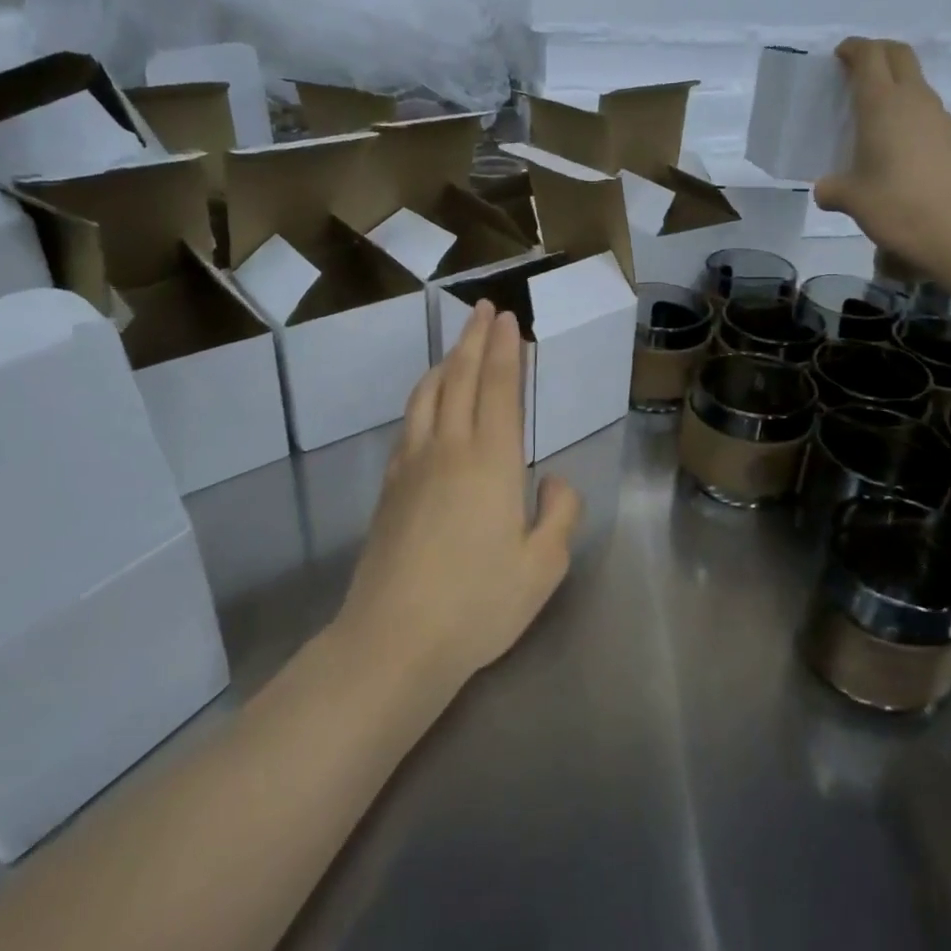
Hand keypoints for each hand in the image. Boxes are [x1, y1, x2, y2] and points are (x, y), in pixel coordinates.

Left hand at [337, 302, 581, 692]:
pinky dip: (422, 397)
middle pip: (460, 378)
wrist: (394, 639)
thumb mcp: (544, 566)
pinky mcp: (389, 487)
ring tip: (456, 348)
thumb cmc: (478, 604)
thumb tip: (552, 479)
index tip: (508, 320)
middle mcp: (449, 449)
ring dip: (445, 363)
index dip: (505, 350)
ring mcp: (412, 466)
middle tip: (484, 310)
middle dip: (474, 339)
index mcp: (492, 461)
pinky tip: (427, 404)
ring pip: (428, 395)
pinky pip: (409, 423)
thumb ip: (561, 513)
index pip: (499, 388)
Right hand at [814, 38, 950, 272]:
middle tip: (859, 69)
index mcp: (881, 105)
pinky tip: (902, 147)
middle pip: (899, 56)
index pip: (869, 56)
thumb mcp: (851, 200)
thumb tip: (826, 189)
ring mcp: (940, 118)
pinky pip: (929, 114)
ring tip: (877, 115)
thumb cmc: (896, 207)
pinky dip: (912, 116)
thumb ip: (832, 189)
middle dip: (878, 53)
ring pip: (917, 84)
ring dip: (897, 86)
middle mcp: (914, 101)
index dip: (853, 49)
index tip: (840, 55)